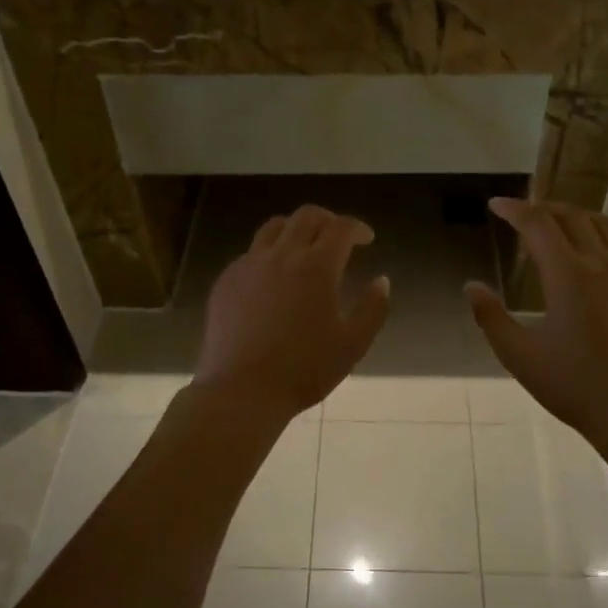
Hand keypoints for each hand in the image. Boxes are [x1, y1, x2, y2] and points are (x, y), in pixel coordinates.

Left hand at [195, 206, 391, 422]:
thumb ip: (373, 309)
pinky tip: (273, 277)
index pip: (341, 228)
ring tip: (303, 247)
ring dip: (295, 229)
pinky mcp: (226, 280)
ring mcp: (249, 265)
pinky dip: (269, 253)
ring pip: (273, 227)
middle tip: (338, 237)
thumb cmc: (304, 370)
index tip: (366, 238)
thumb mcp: (353, 345)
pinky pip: (250, 252)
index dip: (357, 228)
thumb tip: (381, 281)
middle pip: (306, 216)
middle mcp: (282, 255)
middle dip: (328, 220)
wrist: (242, 390)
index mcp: (317, 267)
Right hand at [465, 198, 607, 439]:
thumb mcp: (519, 356)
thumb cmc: (573, 385)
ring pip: (603, 225)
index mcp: (567, 275)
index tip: (496, 205)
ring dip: (575, 216)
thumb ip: (490, 317)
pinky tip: (595, 256)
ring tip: (557, 225)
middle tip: (522, 215)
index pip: (538, 223)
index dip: (514, 209)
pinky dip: (603, 237)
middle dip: (542, 207)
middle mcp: (602, 263)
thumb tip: (471, 285)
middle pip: (571, 216)